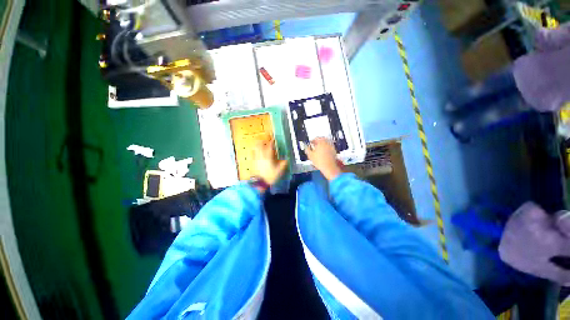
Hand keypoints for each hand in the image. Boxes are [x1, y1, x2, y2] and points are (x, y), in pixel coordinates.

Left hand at [251, 137, 287, 189]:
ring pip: (255, 148)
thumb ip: (283, 164)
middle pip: (260, 144)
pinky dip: (253, 150)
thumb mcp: (279, 171)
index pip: (270, 146)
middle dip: (262, 141)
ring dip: (257, 144)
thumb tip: (286, 160)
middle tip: (265, 140)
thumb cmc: (270, 176)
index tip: (273, 139)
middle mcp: (261, 155)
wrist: (260, 183)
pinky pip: (252, 153)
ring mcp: (255, 158)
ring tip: (260, 144)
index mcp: (268, 156)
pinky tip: (255, 151)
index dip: (272, 141)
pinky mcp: (252, 162)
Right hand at [305, 137, 342, 180]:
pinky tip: (323, 151)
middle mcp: (327, 143)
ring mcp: (331, 146)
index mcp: (320, 142)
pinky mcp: (334, 150)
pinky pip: (329, 146)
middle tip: (314, 144)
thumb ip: (307, 149)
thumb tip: (305, 147)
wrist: (329, 167)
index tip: (310, 143)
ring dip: (322, 143)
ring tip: (318, 148)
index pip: (316, 138)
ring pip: (326, 142)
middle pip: (322, 139)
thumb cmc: (320, 161)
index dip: (312, 140)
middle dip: (317, 141)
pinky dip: (326, 147)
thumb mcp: (310, 155)